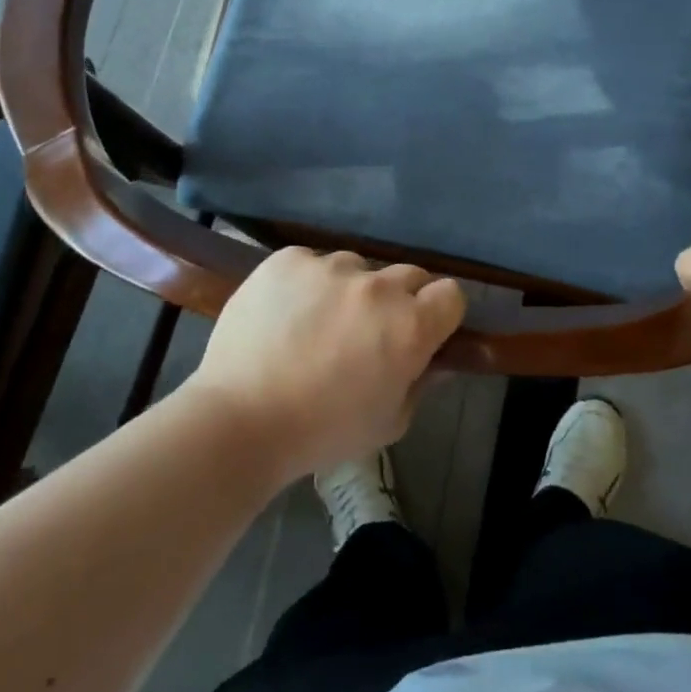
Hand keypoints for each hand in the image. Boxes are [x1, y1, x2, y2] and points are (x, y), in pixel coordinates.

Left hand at [188, 248, 465, 480]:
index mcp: (410, 326)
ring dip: (350, 290)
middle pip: (409, 275)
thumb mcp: (388, 422)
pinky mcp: (289, 259)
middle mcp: (377, 286)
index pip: (451, 294)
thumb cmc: (322, 432)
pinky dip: (308, 283)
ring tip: (318, 324)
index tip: (424, 333)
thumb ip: (421, 384)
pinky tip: (286, 314)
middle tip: (371, 332)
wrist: (239, 419)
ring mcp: (330, 266)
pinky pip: (313, 263)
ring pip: (357, 267)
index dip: (440, 313)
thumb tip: (438, 361)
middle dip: (400, 300)